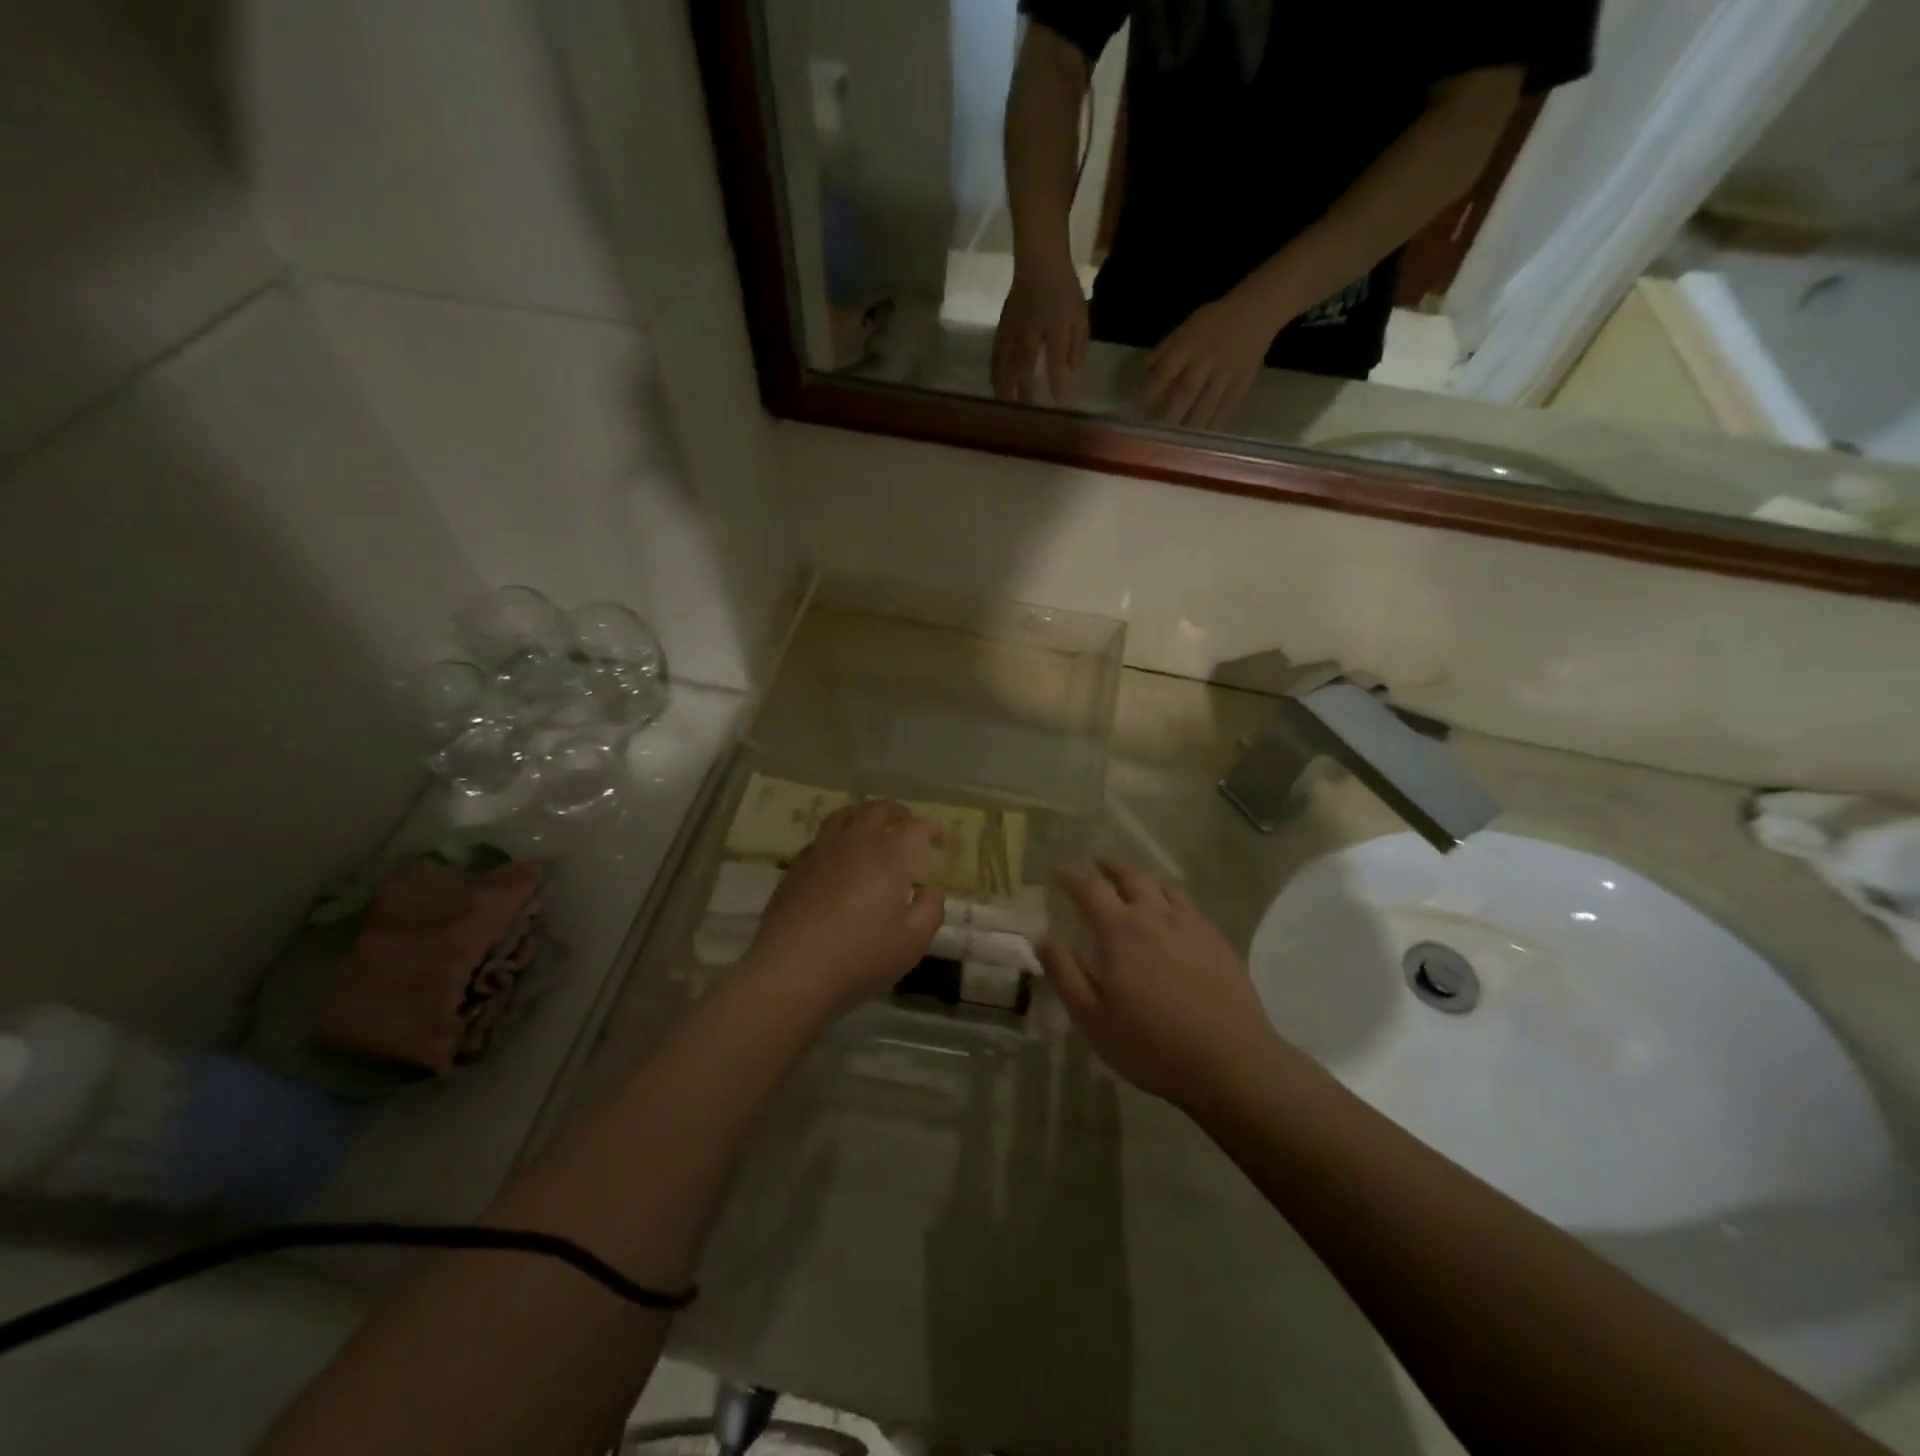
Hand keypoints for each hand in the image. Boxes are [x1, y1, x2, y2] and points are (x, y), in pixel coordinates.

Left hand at [746, 802, 945, 1012]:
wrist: (792, 969)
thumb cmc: (861, 956)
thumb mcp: (913, 941)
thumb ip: (930, 909)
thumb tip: (928, 889)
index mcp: (892, 855)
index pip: (918, 827)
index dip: (932, 829)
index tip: (939, 839)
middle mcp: (858, 841)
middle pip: (880, 810)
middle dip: (898, 814)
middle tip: (907, 825)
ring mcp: (823, 850)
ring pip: (846, 815)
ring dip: (865, 816)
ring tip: (872, 827)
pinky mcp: (797, 865)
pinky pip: (822, 837)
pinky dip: (838, 837)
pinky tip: (838, 856)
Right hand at [992, 253, 1087, 404]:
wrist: (1039, 261)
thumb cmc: (1063, 289)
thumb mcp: (1079, 316)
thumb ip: (1077, 345)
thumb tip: (1072, 371)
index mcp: (1053, 327)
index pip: (1055, 359)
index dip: (1056, 381)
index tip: (1057, 402)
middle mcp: (1030, 332)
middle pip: (1023, 366)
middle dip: (1023, 391)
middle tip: (1023, 414)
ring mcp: (1012, 330)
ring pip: (1005, 362)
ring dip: (1004, 385)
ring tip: (1003, 405)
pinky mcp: (1002, 329)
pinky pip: (996, 354)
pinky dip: (995, 371)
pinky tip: (995, 384)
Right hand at [1039, 861, 1280, 1104]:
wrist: (1230, 1062)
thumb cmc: (1150, 1044)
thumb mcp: (1091, 1017)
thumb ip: (1064, 972)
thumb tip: (1042, 936)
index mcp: (1119, 931)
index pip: (1090, 888)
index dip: (1071, 877)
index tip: (1058, 874)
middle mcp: (1155, 915)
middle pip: (1130, 876)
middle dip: (1110, 867)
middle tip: (1097, 866)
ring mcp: (1191, 924)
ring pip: (1162, 885)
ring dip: (1141, 876)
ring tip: (1132, 880)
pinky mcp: (1217, 939)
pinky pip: (1187, 903)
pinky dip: (1169, 895)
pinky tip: (1171, 911)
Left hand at [1140, 294, 1277, 430]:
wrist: (1258, 311)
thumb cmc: (1215, 320)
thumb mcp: (1186, 327)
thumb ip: (1165, 351)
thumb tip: (1144, 375)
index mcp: (1189, 345)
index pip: (1165, 372)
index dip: (1151, 392)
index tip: (1138, 411)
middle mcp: (1206, 361)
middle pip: (1185, 393)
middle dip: (1169, 415)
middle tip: (1156, 435)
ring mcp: (1226, 374)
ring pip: (1206, 405)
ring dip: (1190, 427)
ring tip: (1177, 445)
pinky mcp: (1242, 383)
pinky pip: (1226, 408)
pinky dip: (1212, 425)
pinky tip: (1202, 441)